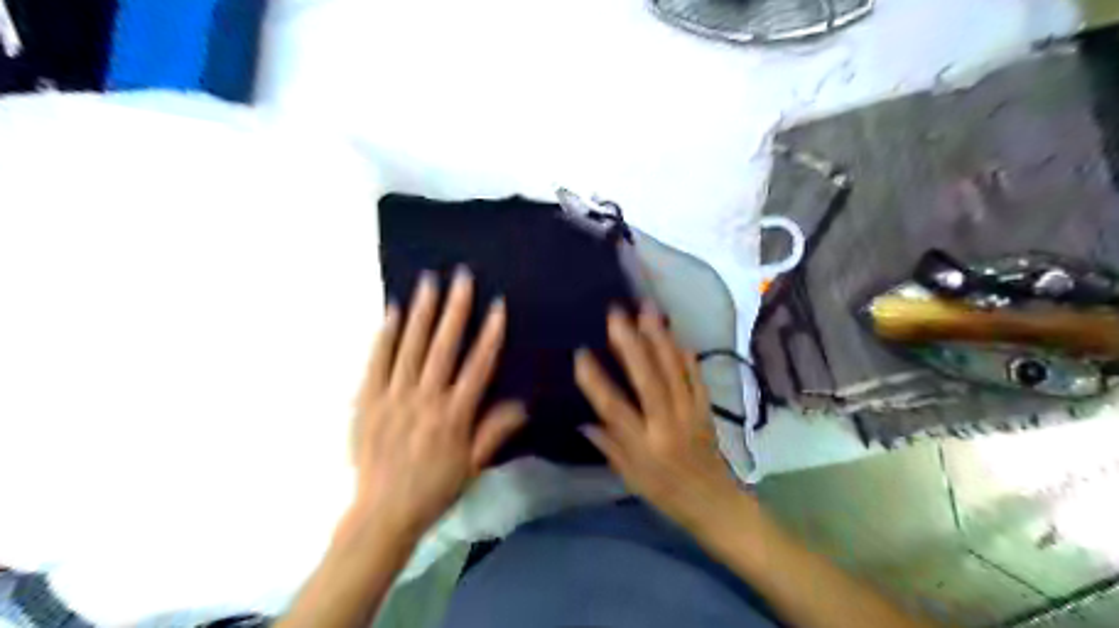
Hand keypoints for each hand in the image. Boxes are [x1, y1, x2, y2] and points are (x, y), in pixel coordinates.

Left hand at [348, 267, 524, 540]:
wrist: (381, 514)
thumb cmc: (434, 490)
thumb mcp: (473, 467)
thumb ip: (495, 431)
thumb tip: (523, 403)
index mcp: (454, 415)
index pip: (478, 366)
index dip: (489, 334)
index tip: (497, 306)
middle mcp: (425, 399)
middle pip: (443, 347)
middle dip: (455, 309)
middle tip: (461, 277)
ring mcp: (393, 397)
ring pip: (410, 347)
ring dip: (421, 312)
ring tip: (428, 282)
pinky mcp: (367, 401)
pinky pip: (376, 362)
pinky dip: (384, 335)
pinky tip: (392, 311)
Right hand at [577, 301, 741, 530]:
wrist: (715, 504)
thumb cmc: (666, 495)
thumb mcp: (630, 478)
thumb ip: (608, 446)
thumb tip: (583, 420)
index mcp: (645, 446)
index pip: (615, 409)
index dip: (596, 381)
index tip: (581, 354)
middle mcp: (667, 425)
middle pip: (648, 380)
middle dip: (631, 344)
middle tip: (616, 315)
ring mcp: (691, 413)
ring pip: (674, 370)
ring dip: (659, 338)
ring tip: (647, 311)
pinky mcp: (706, 408)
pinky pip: (696, 376)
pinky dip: (685, 354)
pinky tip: (675, 335)